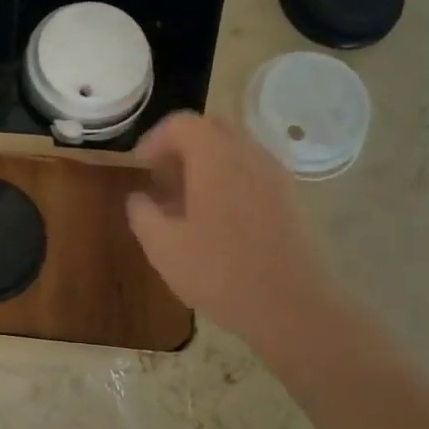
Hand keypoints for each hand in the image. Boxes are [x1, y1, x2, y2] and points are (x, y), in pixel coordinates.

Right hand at [126, 112, 341, 352]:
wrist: (290, 306)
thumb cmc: (218, 272)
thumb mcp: (161, 246)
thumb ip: (142, 213)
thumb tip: (139, 197)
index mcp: (215, 158)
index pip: (181, 123)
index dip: (153, 140)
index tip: (140, 169)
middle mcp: (249, 154)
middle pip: (211, 129)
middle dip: (180, 147)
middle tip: (160, 181)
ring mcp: (275, 174)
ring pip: (234, 149)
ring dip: (205, 164)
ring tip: (185, 202)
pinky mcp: (289, 196)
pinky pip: (251, 170)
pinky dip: (228, 179)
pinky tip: (215, 218)